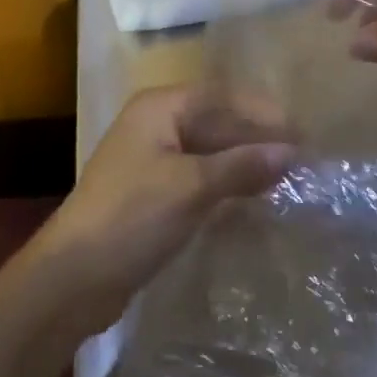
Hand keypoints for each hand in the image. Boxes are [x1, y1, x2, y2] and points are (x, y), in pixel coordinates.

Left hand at [25, 85, 296, 338]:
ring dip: (244, 163)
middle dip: (256, 139)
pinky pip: (200, 178)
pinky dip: (227, 185)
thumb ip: (241, 166)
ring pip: (210, 152)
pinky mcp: (154, 193)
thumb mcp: (190, 188)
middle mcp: (157, 124)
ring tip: (289, 179)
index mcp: (160, 107)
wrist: (73, 279)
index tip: (302, 133)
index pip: (221, 96)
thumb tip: (292, 151)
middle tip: (303, 159)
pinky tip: (256, 200)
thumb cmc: (131, 217)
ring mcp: (154, 160)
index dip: (262, 113)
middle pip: (216, 122)